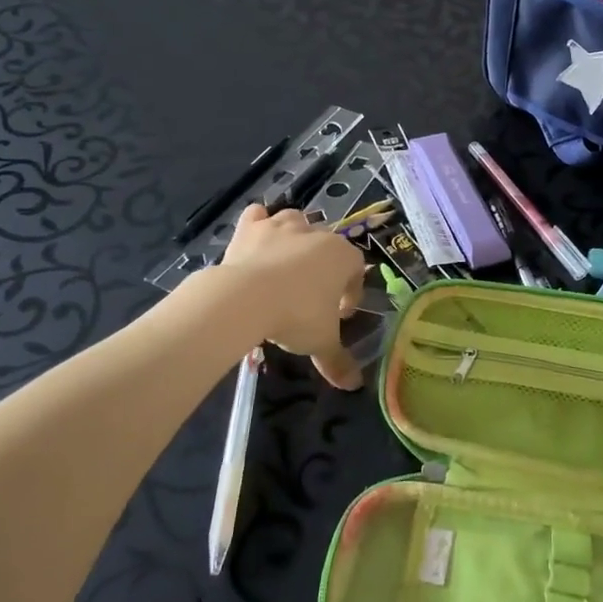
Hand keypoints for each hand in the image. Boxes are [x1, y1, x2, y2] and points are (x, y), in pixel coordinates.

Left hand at [217, 205, 366, 389]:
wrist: (245, 298)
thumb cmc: (296, 316)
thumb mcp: (321, 342)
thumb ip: (339, 361)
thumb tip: (354, 385)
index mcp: (343, 256)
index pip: (357, 269)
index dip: (350, 292)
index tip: (339, 315)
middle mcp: (317, 234)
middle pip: (328, 244)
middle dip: (323, 266)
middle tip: (311, 296)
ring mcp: (282, 226)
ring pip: (297, 221)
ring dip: (296, 237)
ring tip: (286, 265)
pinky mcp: (251, 227)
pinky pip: (258, 216)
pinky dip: (259, 223)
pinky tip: (257, 239)